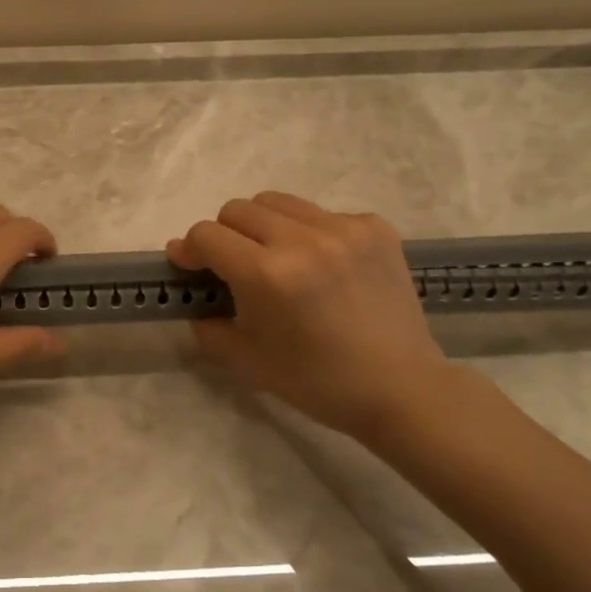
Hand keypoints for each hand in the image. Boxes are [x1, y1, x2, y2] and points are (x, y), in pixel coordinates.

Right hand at [168, 192, 451, 443]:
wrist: (402, 389)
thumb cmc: (316, 381)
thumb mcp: (245, 359)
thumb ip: (206, 322)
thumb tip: (193, 295)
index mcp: (267, 273)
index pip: (206, 235)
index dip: (189, 249)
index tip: (188, 265)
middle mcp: (303, 239)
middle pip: (237, 209)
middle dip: (224, 235)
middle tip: (234, 266)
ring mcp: (343, 228)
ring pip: (277, 202)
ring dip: (263, 226)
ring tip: (277, 258)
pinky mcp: (374, 227)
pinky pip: (321, 213)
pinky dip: (309, 233)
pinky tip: (322, 266)